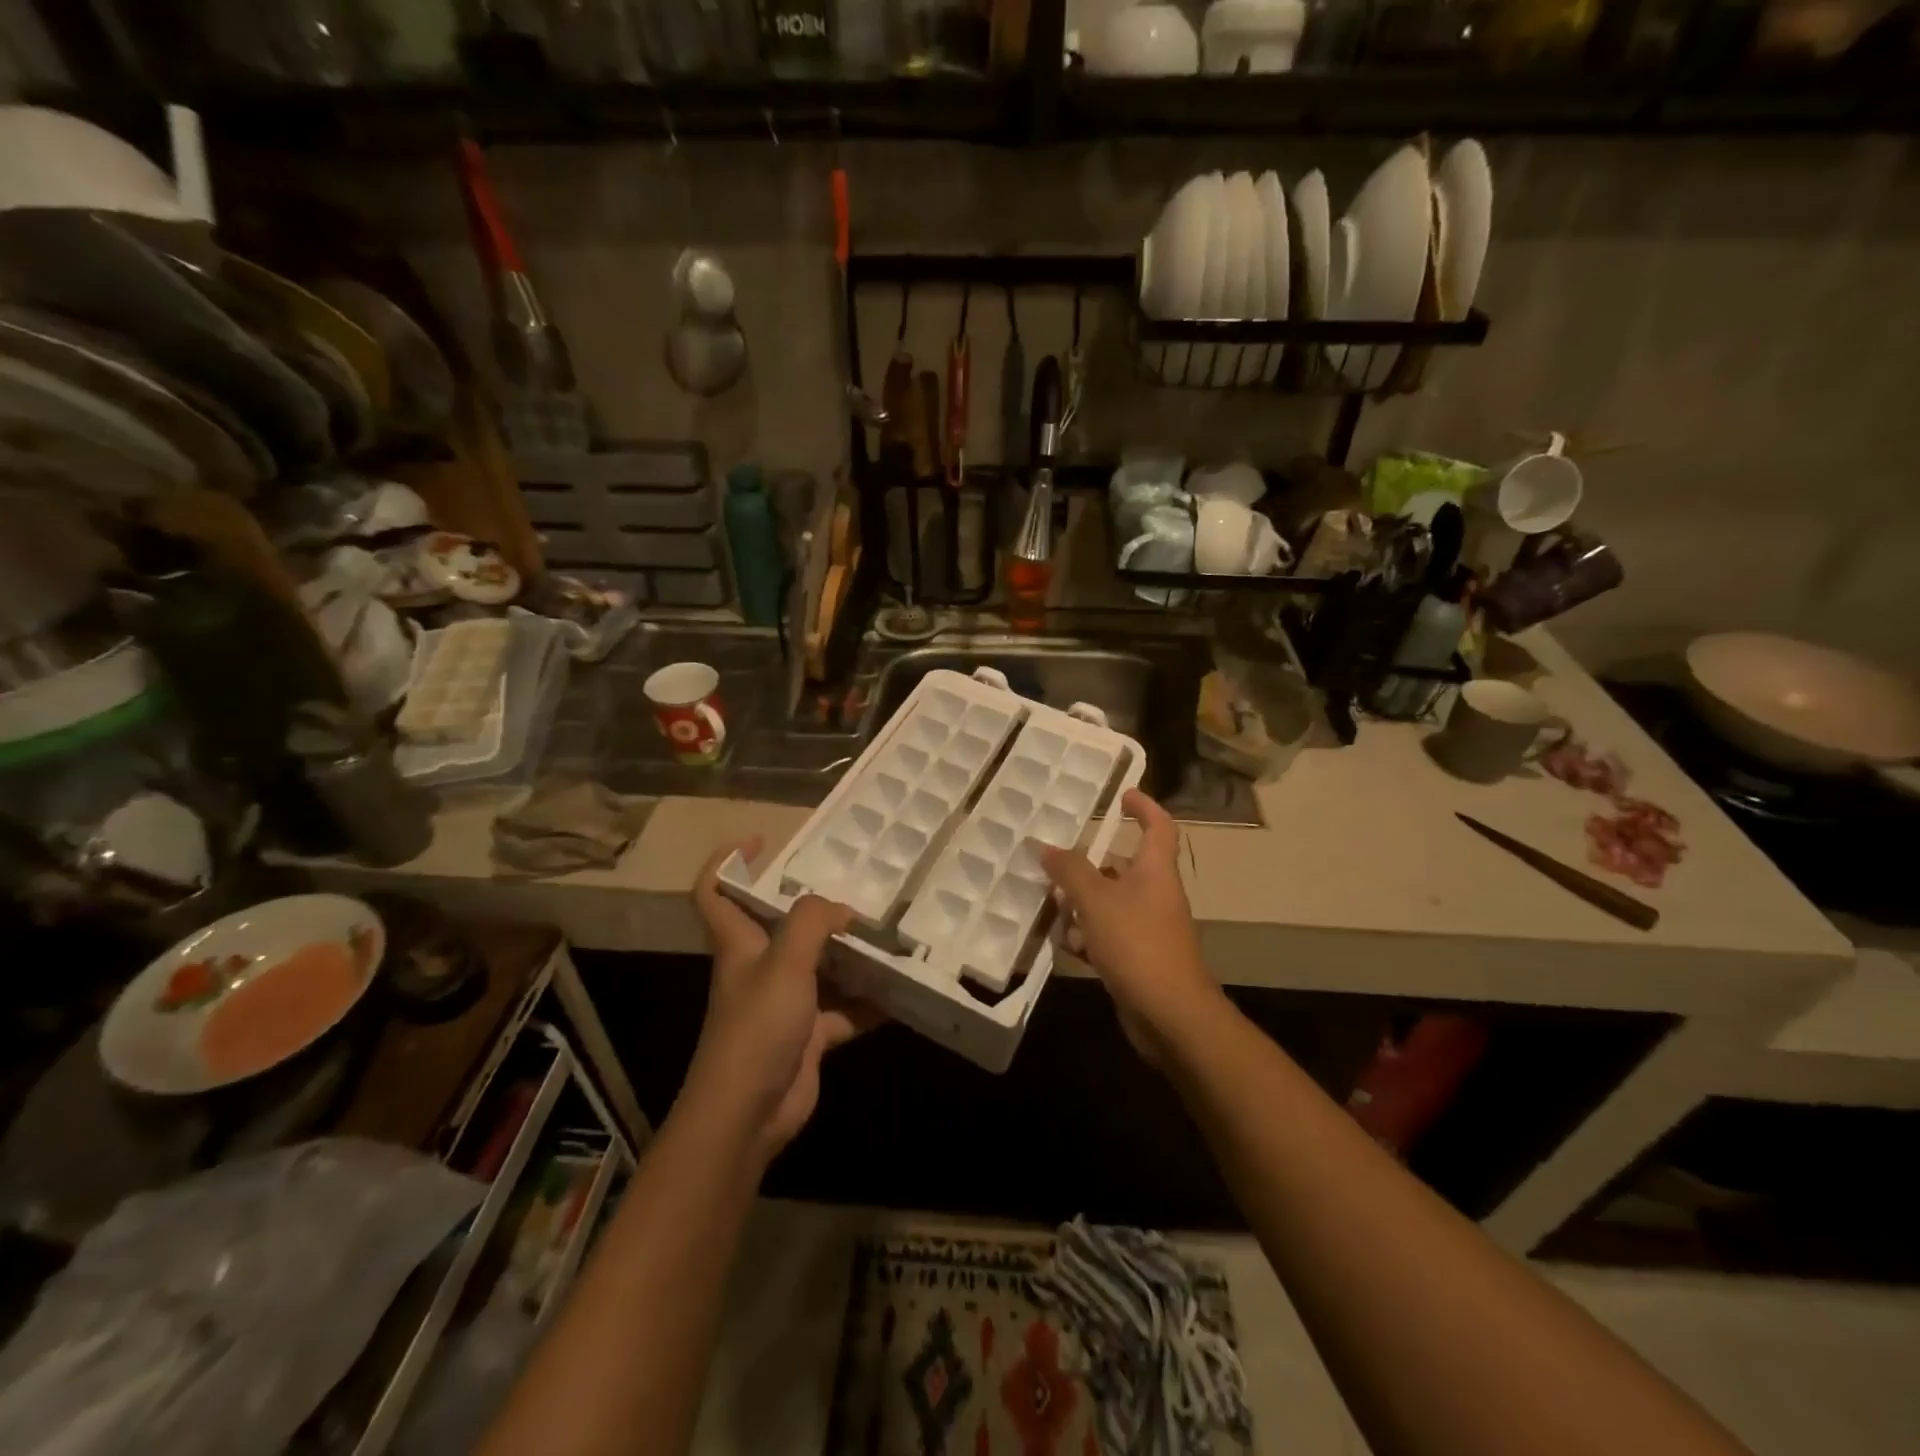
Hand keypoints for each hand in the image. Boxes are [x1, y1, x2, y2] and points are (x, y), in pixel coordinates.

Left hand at [687, 839, 877, 1162]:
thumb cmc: (756, 1028)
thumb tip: (844, 909)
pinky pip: (845, 1010)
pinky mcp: (809, 1035)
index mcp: (740, 943)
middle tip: (856, 889)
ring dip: (851, 955)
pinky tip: (902, 993)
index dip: (728, 862)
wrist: (747, 1115)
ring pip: (821, 967)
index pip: (715, 892)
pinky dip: (870, 1004)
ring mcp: (786, 1003)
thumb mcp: (785, 963)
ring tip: (889, 935)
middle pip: (781, 925)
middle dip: (815, 907)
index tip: (762, 841)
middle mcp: (760, 967)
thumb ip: (813, 923)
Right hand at [1040, 789, 1221, 1060]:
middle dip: (1089, 865)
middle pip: (1123, 867)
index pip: (1158, 827)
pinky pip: (1108, 935)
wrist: (1170, 1015)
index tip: (1122, 795)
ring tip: (1050, 906)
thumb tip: (1047, 848)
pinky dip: (1087, 936)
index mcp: (1154, 871)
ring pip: (1110, 903)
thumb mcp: (1096, 901)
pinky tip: (1065, 945)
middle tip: (1056, 863)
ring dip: (1082, 904)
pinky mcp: (1138, 958)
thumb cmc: (1137, 944)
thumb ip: (1070, 871)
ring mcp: (1148, 928)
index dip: (1144, 807)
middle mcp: (1155, 894)